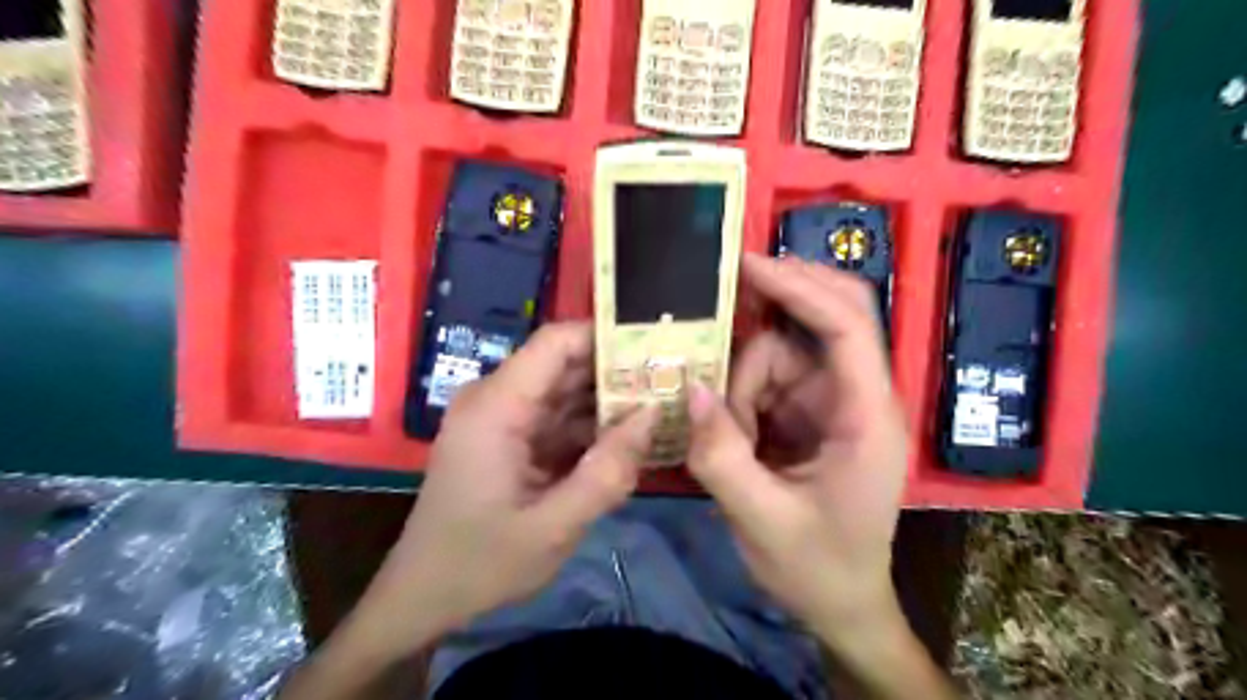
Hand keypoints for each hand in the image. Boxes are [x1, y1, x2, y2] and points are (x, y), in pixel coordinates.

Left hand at [363, 325, 651, 653]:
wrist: (422, 598)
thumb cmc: (480, 565)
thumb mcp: (554, 527)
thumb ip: (609, 471)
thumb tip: (654, 413)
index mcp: (497, 406)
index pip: (557, 342)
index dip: (607, 338)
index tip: (659, 350)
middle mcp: (496, 398)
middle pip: (565, 364)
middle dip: (619, 372)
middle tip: (674, 383)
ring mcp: (501, 418)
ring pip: (566, 390)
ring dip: (609, 401)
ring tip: (664, 407)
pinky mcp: (508, 437)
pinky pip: (558, 418)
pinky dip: (592, 427)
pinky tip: (629, 440)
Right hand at [687, 254, 911, 640]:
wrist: (841, 604)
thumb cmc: (816, 569)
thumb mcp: (762, 521)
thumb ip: (721, 456)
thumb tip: (689, 388)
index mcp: (866, 418)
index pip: (847, 326)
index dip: (800, 287)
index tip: (747, 266)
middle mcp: (854, 396)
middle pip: (828, 315)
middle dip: (779, 298)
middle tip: (725, 293)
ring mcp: (829, 402)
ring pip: (782, 351)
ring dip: (743, 378)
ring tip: (730, 434)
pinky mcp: (807, 414)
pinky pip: (768, 379)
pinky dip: (741, 392)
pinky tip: (730, 426)